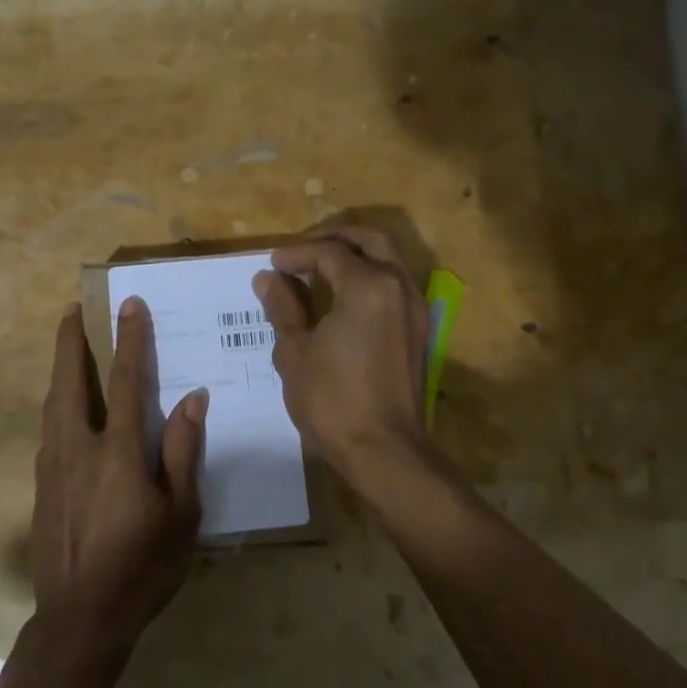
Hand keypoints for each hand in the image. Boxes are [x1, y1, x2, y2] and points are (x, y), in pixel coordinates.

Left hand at [30, 299, 204, 655]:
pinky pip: (49, 433)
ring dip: (60, 371)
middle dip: (69, 342)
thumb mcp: (181, 514)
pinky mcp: (41, 488)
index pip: (126, 382)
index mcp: (118, 453)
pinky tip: (65, 412)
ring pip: (53, 406)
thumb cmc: (142, 567)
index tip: (130, 305)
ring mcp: (53, 468)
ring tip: (65, 349)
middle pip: (70, 383)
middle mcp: (79, 449)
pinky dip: (57, 407)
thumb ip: (182, 452)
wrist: (80, 618)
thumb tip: (193, 399)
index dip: (130, 340)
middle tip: (70, 309)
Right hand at [255, 226, 429, 477]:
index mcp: (368, 286)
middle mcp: (398, 287)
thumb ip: (283, 307)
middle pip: (370, 240)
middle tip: (302, 250)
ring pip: (388, 258)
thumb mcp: (295, 351)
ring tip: (320, 268)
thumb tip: (268, 278)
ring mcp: (415, 308)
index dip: (297, 253)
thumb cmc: (332, 400)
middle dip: (334, 237)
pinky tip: (343, 296)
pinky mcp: (418, 330)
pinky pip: (394, 283)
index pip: (329, 252)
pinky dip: (369, 275)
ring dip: (355, 254)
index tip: (272, 264)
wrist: (384, 450)